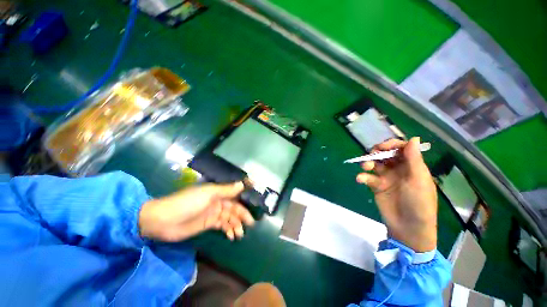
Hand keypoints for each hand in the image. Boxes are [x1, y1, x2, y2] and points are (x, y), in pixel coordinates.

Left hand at [139, 182, 254, 241]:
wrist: (163, 221)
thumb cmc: (187, 203)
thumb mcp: (208, 194)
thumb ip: (226, 190)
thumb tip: (242, 184)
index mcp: (218, 192)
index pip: (235, 193)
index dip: (245, 197)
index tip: (255, 203)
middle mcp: (218, 201)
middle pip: (234, 207)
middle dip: (242, 215)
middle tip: (251, 223)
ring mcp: (213, 213)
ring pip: (230, 217)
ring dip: (236, 224)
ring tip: (240, 234)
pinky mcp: (208, 224)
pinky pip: (222, 225)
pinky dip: (228, 230)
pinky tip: (231, 235)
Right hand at [356, 137, 437, 251]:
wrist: (408, 228)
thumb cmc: (419, 203)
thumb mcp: (418, 180)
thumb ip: (414, 159)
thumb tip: (413, 138)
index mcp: (412, 166)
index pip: (402, 148)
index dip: (392, 144)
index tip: (383, 147)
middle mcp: (398, 169)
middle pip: (385, 154)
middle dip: (377, 152)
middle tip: (372, 154)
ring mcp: (386, 177)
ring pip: (374, 163)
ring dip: (368, 162)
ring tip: (365, 167)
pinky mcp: (376, 185)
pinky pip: (368, 177)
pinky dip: (363, 176)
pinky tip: (361, 179)